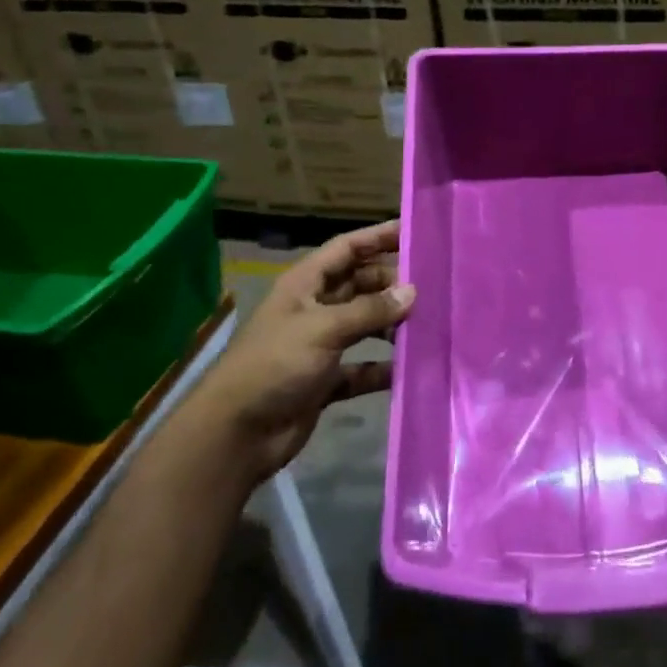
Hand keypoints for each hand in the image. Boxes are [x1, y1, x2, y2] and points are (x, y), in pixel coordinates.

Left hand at [193, 220, 414, 481]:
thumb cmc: (275, 365)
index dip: (377, 237)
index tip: (414, 232)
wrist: (235, 435)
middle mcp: (313, 309)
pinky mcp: (325, 380)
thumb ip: (370, 310)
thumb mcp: (323, 328)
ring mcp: (320, 346)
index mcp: (304, 285)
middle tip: (430, 287)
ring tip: (426, 325)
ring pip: (364, 324)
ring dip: (391, 325)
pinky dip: (382, 368)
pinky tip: (408, 368)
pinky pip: (362, 368)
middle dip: (391, 284)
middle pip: (360, 284)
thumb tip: (412, 292)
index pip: (346, 249)